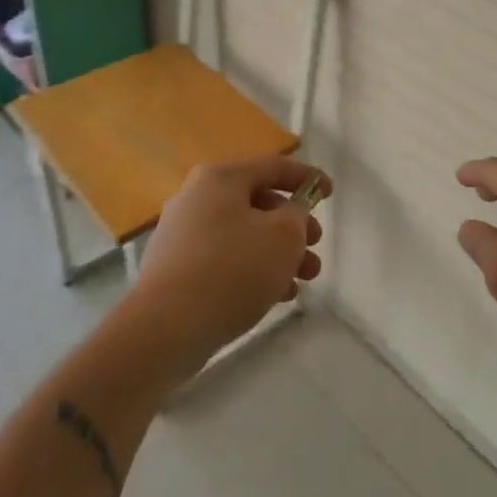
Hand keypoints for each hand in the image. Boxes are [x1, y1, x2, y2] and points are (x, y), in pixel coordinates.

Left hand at [130, 157, 327, 369]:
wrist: (165, 329)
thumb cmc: (232, 270)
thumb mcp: (283, 236)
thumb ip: (297, 216)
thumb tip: (289, 215)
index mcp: (220, 178)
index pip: (273, 167)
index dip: (307, 177)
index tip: (330, 193)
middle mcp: (197, 197)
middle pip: (258, 202)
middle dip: (294, 225)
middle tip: (315, 246)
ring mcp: (183, 234)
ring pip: (244, 234)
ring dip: (278, 253)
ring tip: (304, 279)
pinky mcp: (177, 269)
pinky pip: (225, 259)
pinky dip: (253, 270)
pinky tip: (276, 295)